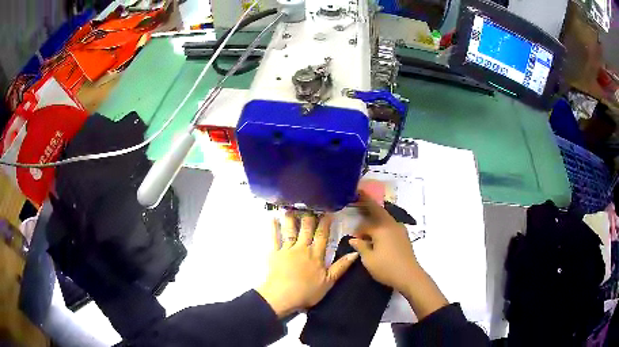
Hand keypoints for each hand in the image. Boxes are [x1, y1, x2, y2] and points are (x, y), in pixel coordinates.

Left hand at [257, 212, 357, 317]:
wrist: (282, 296)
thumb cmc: (307, 292)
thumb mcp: (329, 282)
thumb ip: (341, 267)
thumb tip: (355, 253)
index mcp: (316, 255)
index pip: (322, 236)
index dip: (325, 223)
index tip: (328, 211)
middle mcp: (302, 248)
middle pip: (307, 230)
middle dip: (310, 217)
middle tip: (310, 205)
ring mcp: (287, 250)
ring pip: (291, 230)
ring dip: (292, 218)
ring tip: (292, 207)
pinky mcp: (275, 254)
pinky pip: (274, 238)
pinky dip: (274, 228)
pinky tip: (273, 218)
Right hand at [349, 191, 447, 319]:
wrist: (409, 276)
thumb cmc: (387, 268)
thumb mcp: (369, 259)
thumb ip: (360, 246)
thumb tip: (353, 239)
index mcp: (382, 228)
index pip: (365, 224)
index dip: (358, 230)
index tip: (353, 238)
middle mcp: (392, 224)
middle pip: (378, 211)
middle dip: (368, 204)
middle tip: (360, 194)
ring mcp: (400, 229)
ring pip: (385, 218)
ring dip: (376, 217)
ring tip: (368, 219)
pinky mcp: (404, 236)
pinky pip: (390, 225)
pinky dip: (382, 225)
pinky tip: (379, 233)